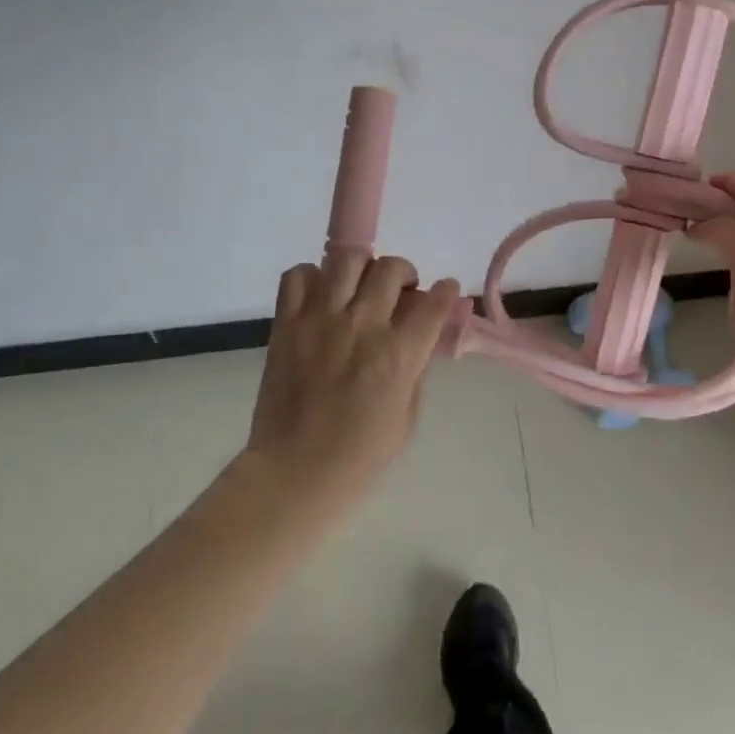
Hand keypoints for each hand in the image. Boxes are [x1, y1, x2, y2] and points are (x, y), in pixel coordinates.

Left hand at [243, 251, 461, 514]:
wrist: (294, 474)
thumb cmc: (360, 456)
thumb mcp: (408, 416)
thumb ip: (415, 367)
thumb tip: (419, 335)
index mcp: (397, 356)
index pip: (434, 303)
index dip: (447, 292)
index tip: (447, 290)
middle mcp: (362, 327)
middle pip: (392, 269)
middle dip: (406, 274)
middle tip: (401, 292)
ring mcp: (320, 321)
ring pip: (347, 260)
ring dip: (363, 267)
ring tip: (361, 286)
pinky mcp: (287, 324)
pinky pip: (298, 276)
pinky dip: (314, 277)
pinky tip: (322, 297)